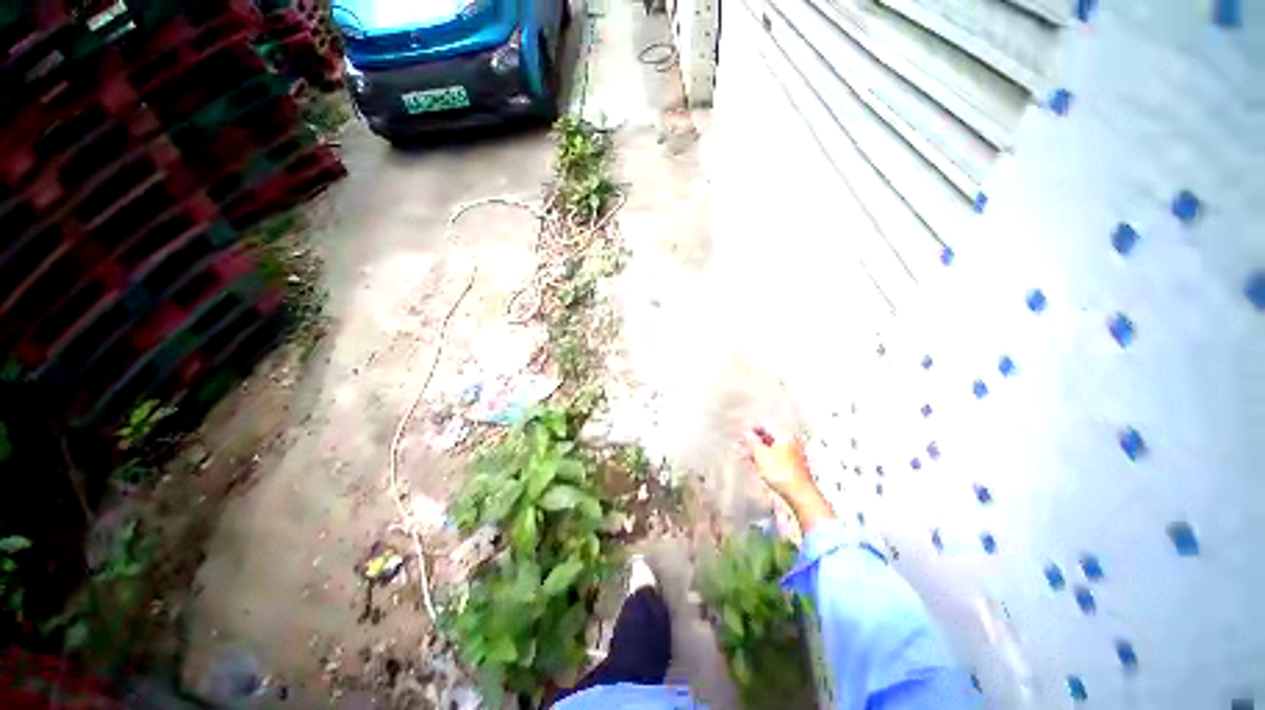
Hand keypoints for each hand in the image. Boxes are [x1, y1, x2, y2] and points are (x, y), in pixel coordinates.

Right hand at [744, 425, 835, 533]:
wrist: (799, 496)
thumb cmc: (780, 472)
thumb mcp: (761, 454)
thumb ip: (752, 442)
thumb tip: (746, 433)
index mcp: (785, 435)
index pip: (766, 424)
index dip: (752, 427)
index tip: (741, 432)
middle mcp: (789, 443)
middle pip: (767, 438)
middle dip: (752, 441)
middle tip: (738, 444)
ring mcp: (790, 456)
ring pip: (769, 450)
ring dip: (754, 451)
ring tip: (740, 455)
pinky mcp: (790, 469)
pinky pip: (772, 460)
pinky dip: (761, 460)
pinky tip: (751, 464)